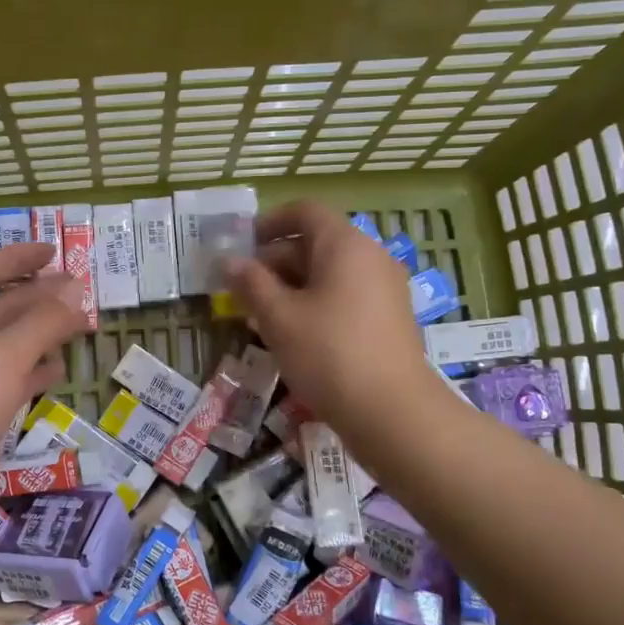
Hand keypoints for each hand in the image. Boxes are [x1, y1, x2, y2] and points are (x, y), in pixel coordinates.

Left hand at [0, 243, 87, 475]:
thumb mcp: (4, 354)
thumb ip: (43, 321)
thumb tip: (77, 289)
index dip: (16, 257)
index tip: (52, 252)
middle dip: (37, 296)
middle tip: (78, 292)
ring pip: (4, 345)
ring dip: (39, 333)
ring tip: (76, 328)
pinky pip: (6, 381)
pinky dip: (31, 372)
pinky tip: (54, 371)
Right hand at [220, 200, 436, 428]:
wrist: (393, 412)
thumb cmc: (328, 354)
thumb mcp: (278, 317)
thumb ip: (251, 283)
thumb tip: (230, 262)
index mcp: (345, 244)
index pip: (305, 212)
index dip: (269, 222)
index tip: (242, 246)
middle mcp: (370, 257)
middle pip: (316, 243)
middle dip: (274, 261)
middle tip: (241, 289)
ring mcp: (384, 289)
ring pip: (329, 274)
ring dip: (291, 287)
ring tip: (259, 316)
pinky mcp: (388, 319)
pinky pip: (345, 296)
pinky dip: (315, 304)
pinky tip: (292, 335)